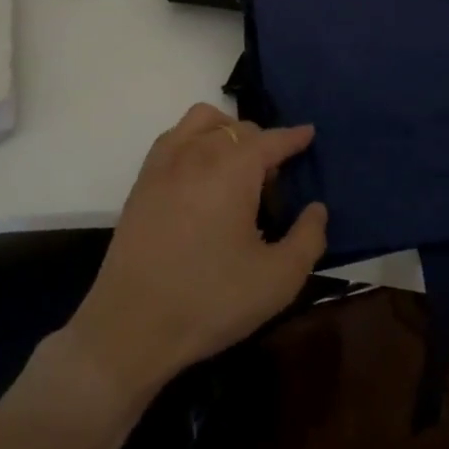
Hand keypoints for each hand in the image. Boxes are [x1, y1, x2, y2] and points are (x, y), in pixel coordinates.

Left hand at [63, 103, 327, 403]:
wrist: (132, 326)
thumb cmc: (211, 300)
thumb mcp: (278, 280)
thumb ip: (308, 239)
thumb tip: (316, 209)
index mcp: (234, 168)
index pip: (272, 140)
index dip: (294, 137)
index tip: (308, 134)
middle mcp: (199, 152)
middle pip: (239, 128)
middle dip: (263, 144)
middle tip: (273, 182)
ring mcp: (166, 163)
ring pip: (203, 122)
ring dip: (227, 131)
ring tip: (236, 164)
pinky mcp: (142, 181)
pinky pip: (174, 137)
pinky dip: (195, 139)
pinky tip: (200, 171)